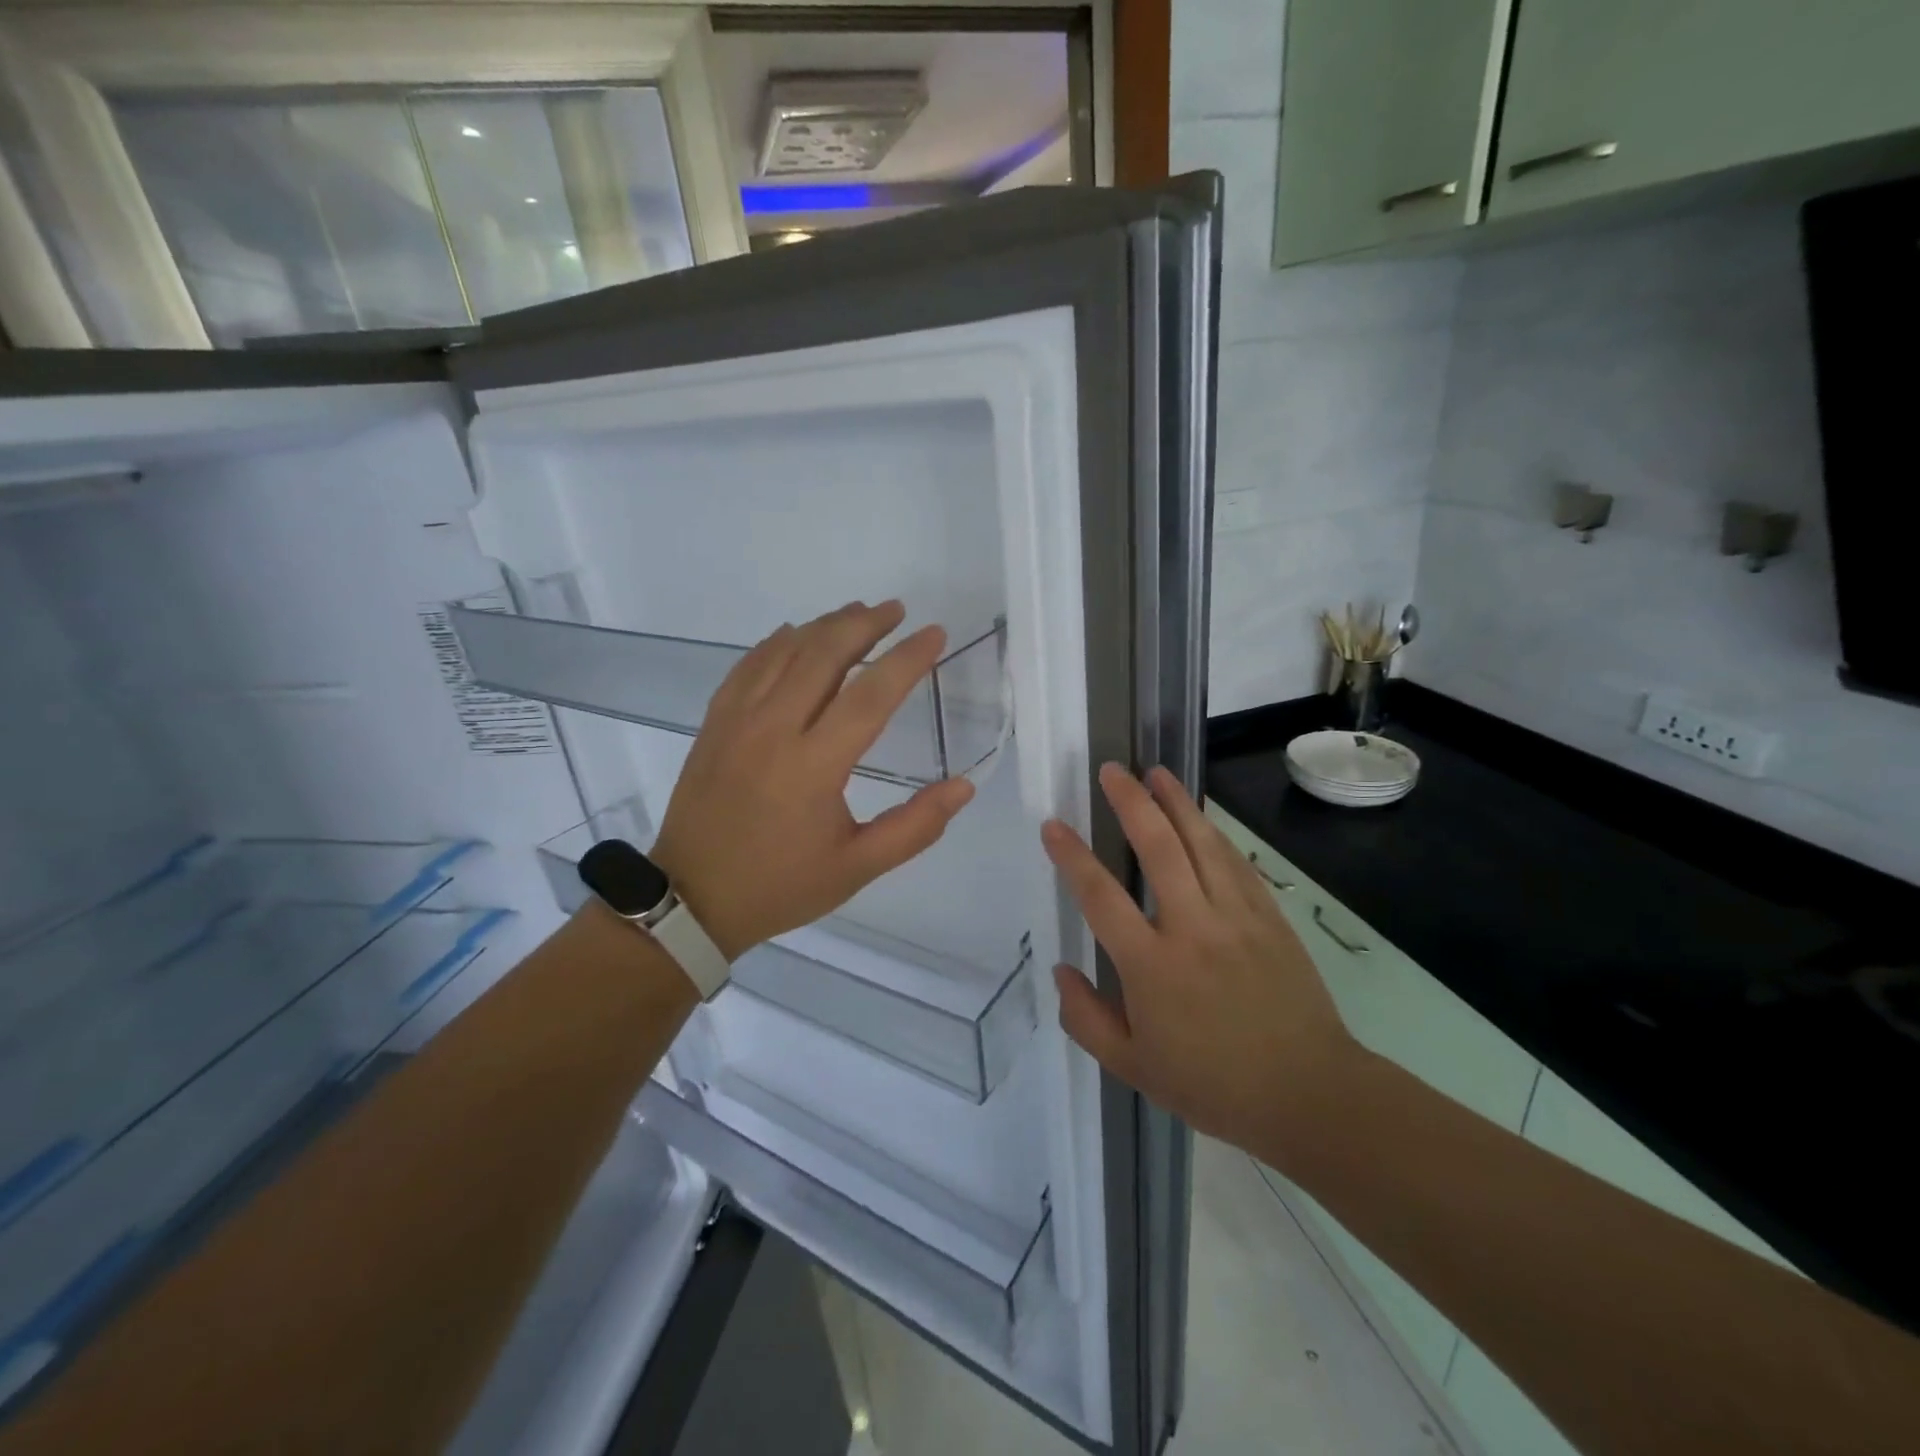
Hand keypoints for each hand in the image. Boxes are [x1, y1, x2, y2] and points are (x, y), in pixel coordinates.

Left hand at [651, 601, 975, 961]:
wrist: (692, 899)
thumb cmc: (780, 885)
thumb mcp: (857, 868)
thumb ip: (915, 827)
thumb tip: (964, 786)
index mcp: (814, 767)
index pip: (870, 696)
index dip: (907, 660)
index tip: (935, 634)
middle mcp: (773, 731)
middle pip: (823, 655)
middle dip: (865, 624)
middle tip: (896, 610)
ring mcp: (737, 722)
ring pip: (784, 652)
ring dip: (824, 625)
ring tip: (857, 613)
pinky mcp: (714, 724)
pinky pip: (748, 666)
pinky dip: (776, 643)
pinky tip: (795, 635)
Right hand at [1041, 764, 1362, 1158]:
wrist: (1308, 1094)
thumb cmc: (1213, 1085)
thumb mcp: (1133, 1068)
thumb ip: (1086, 1019)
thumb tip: (1061, 971)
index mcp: (1151, 965)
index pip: (1100, 896)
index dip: (1072, 856)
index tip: (1054, 825)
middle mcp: (1191, 928)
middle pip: (1157, 847)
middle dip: (1130, 802)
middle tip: (1111, 770)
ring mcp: (1235, 917)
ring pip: (1201, 843)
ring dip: (1175, 802)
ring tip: (1155, 772)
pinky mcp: (1268, 917)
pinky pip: (1236, 862)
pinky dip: (1213, 833)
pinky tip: (1200, 817)